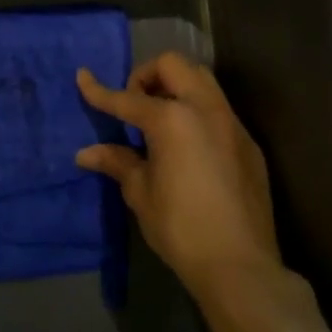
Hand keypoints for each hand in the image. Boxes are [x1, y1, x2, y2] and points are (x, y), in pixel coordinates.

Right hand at [76, 53, 278, 300]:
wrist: (240, 266)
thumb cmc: (181, 228)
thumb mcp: (141, 193)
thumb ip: (118, 162)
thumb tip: (86, 153)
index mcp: (172, 119)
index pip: (127, 98)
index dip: (99, 90)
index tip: (82, 76)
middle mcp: (204, 110)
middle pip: (173, 65)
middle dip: (147, 75)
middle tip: (134, 104)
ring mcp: (232, 124)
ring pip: (202, 80)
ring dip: (176, 86)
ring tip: (160, 118)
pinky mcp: (248, 144)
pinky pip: (219, 110)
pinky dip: (197, 111)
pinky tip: (189, 145)